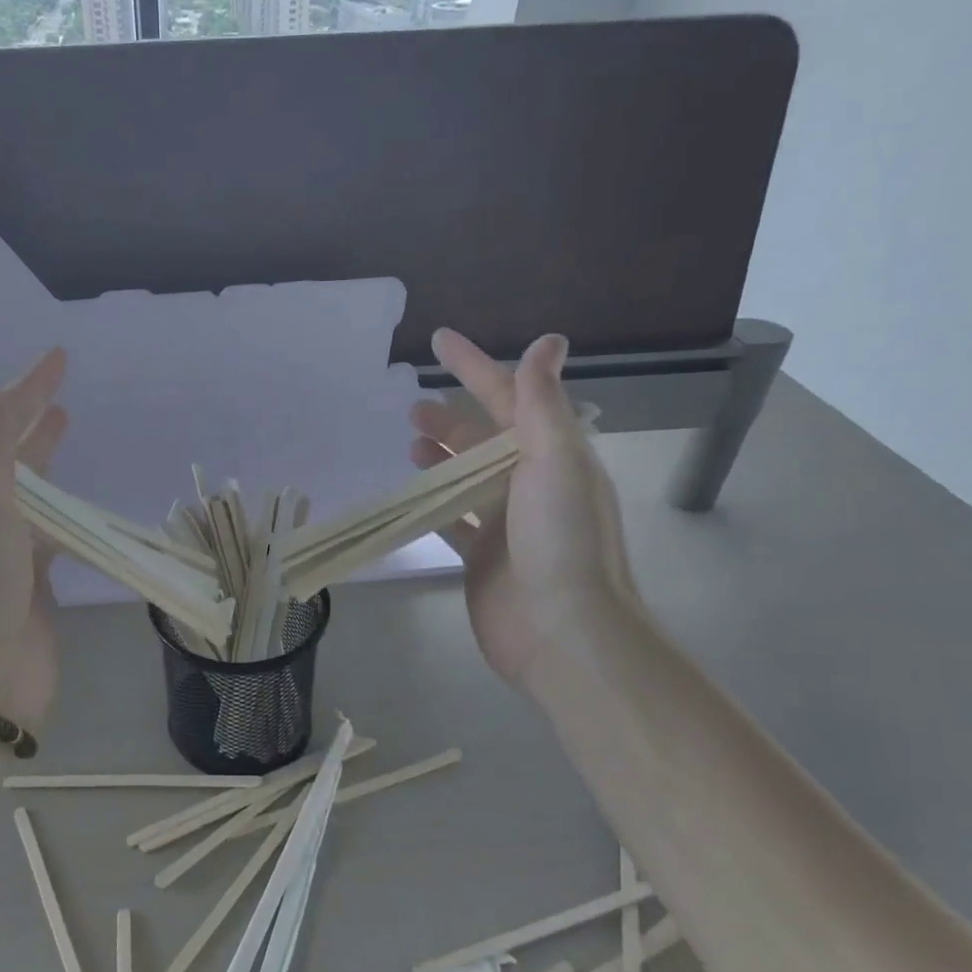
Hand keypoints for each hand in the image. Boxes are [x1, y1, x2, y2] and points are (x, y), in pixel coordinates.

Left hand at [0, 348, 68, 730]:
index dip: (23, 391)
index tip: (59, 359)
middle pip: (9, 461)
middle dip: (32, 427)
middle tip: (61, 401)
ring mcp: (4, 556)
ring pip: (32, 498)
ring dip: (49, 467)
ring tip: (70, 436)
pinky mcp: (33, 587)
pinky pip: (52, 539)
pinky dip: (67, 518)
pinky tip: (83, 509)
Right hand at [408, 330, 638, 684]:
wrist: (561, 631)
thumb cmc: (559, 540)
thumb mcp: (555, 461)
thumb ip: (542, 403)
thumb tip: (548, 340)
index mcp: (552, 455)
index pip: (509, 396)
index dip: (473, 366)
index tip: (438, 340)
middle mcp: (531, 484)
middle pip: (484, 438)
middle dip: (451, 417)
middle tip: (411, 408)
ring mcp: (505, 523)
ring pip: (465, 478)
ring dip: (440, 457)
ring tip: (409, 445)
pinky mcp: (481, 557)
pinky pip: (451, 519)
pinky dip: (431, 504)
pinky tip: (409, 496)